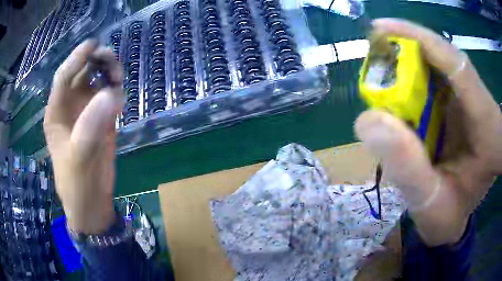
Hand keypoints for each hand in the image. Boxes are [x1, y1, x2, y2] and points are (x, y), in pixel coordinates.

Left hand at [44, 40, 124, 233]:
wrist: (92, 201)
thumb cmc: (77, 183)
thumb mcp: (79, 158)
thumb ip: (90, 126)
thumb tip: (113, 93)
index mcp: (56, 112)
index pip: (63, 76)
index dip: (76, 58)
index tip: (93, 44)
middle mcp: (70, 107)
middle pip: (82, 73)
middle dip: (96, 62)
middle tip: (112, 62)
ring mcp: (86, 112)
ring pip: (98, 81)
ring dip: (109, 73)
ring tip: (118, 78)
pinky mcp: (101, 119)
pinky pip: (109, 95)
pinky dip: (116, 90)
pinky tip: (120, 97)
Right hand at [355, 19, 501, 245]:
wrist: (459, 219)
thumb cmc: (449, 214)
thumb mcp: (431, 203)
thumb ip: (408, 169)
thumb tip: (367, 120)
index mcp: (483, 123)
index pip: (454, 62)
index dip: (419, 38)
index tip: (382, 29)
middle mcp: (475, 103)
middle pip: (441, 57)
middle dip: (407, 49)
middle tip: (374, 53)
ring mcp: (466, 103)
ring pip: (436, 66)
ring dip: (408, 62)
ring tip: (381, 68)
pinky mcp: (457, 109)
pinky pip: (434, 80)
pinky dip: (412, 78)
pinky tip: (397, 89)